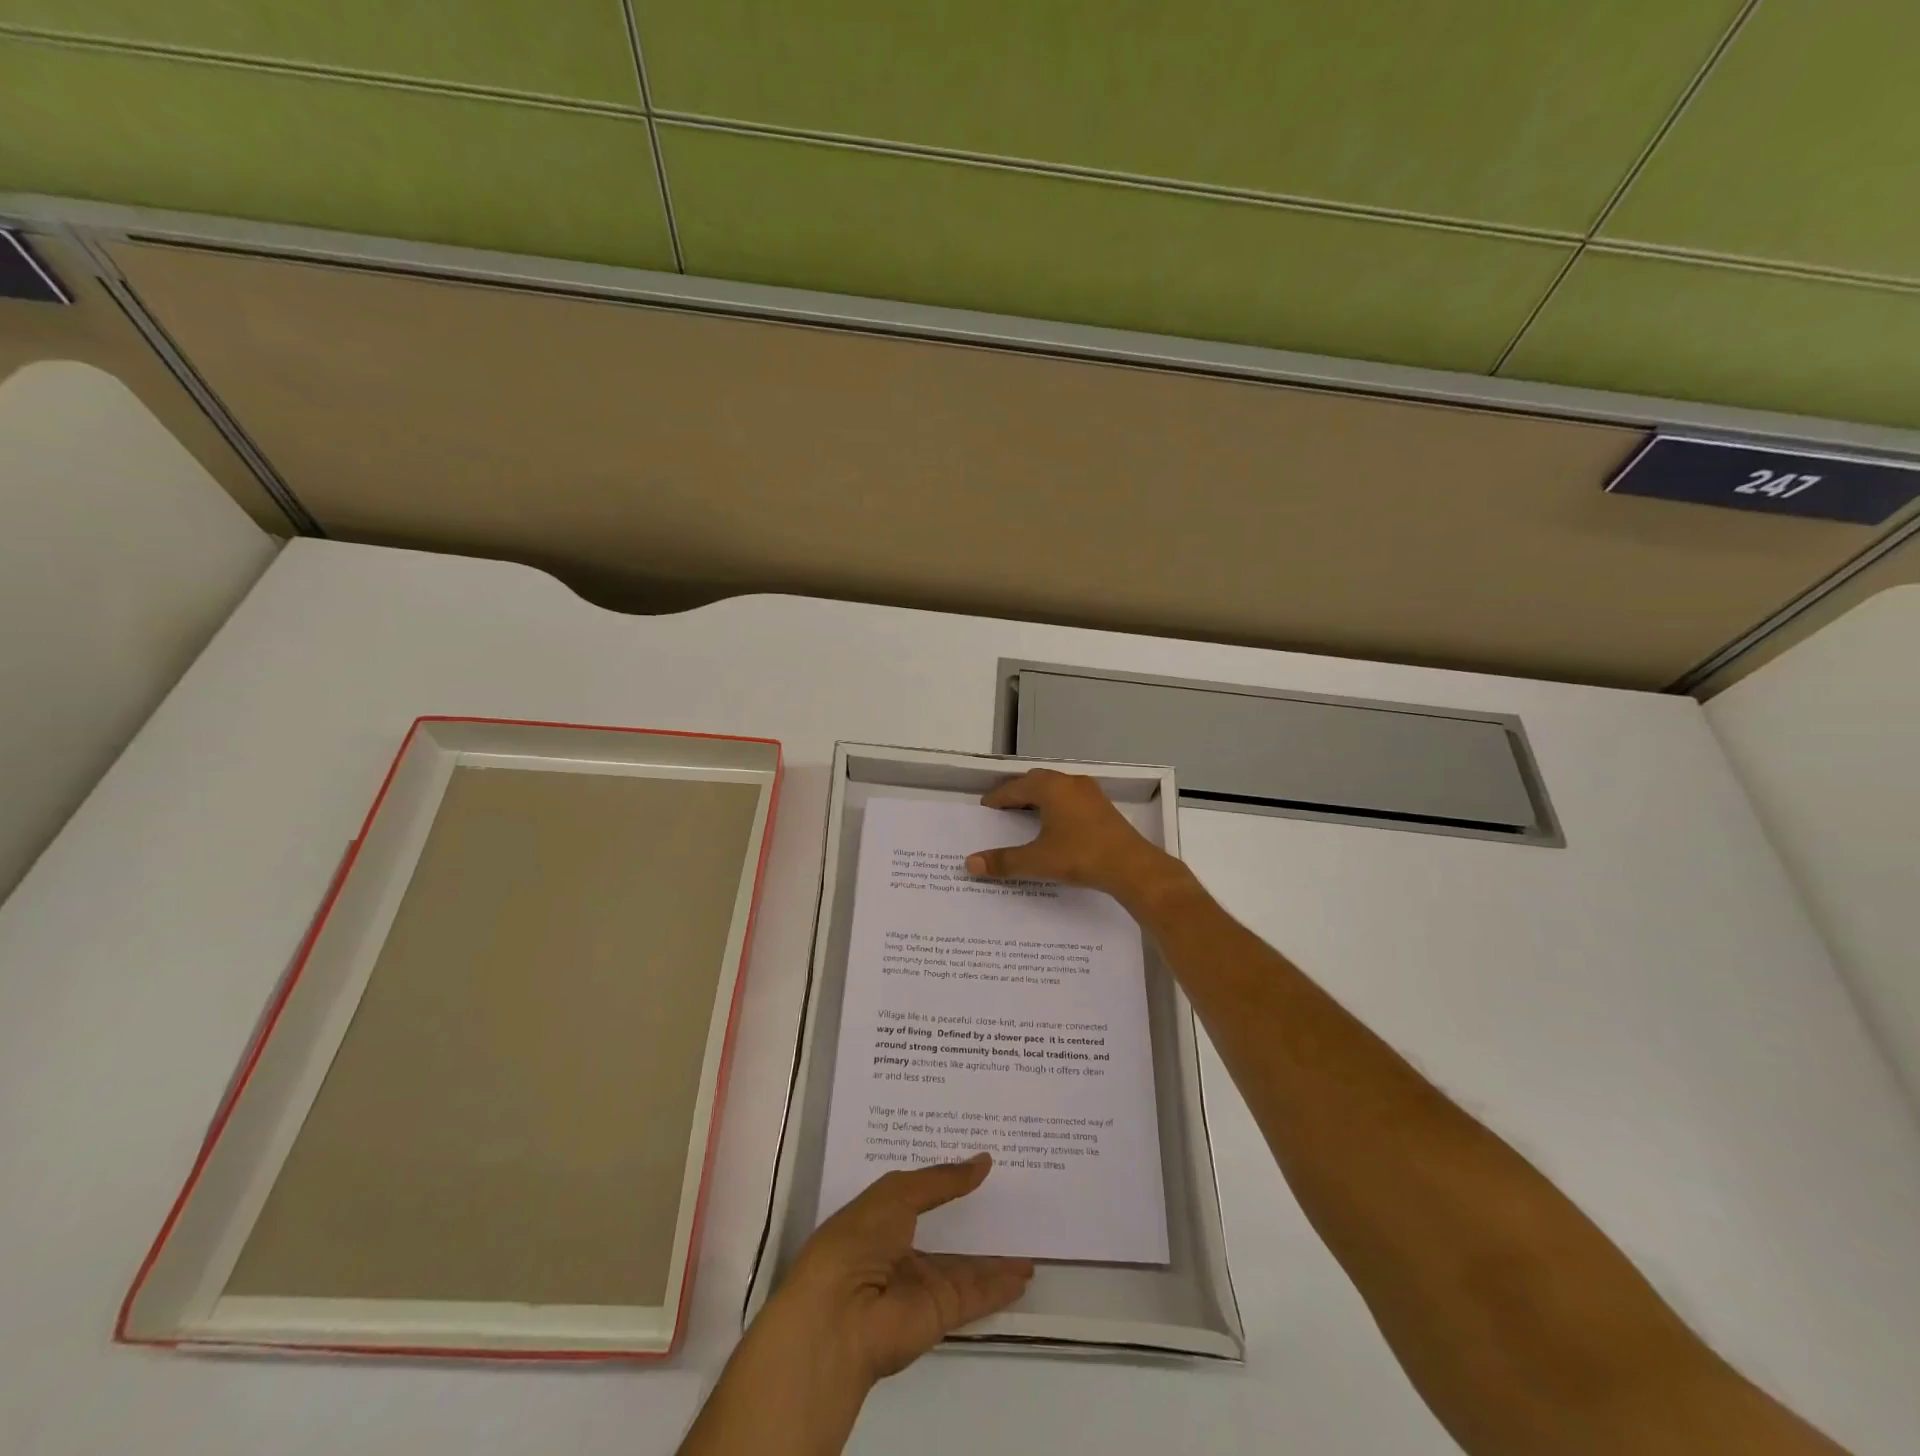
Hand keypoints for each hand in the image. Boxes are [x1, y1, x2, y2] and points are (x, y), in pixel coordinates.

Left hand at [680, 1157, 1030, 1455]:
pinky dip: (1000, 1284)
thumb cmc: (858, 1239)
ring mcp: (921, 1283)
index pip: (919, 1191)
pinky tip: (1026, 1271)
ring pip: (966, 1263)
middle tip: (1012, 1187)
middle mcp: (901, 1248)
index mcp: (881, 1216)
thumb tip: (983, 1161)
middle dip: (974, 1210)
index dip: (946, 1175)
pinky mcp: (939, 1312)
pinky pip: (976, 1293)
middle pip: (946, 1227)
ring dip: (995, 1251)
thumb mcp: (897, 1193)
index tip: (977, 1156)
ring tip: (1029, 1228)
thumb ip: (942, 1180)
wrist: (840, 1317)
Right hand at [965, 769, 1189, 908]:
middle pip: (1035, 781)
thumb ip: (1003, 861)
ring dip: (1038, 798)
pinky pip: (1070, 797)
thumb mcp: (1037, 861)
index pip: (1014, 788)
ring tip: (1024, 816)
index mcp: (1050, 787)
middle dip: (1017, 793)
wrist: (1131, 866)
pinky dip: (1055, 805)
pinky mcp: (1102, 806)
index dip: (997, 799)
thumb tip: (970, 863)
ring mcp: (1089, 792)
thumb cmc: (1080, 856)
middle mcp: (1069, 782)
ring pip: (1055, 788)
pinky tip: (1054, 824)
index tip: (985, 808)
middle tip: (1002, 810)